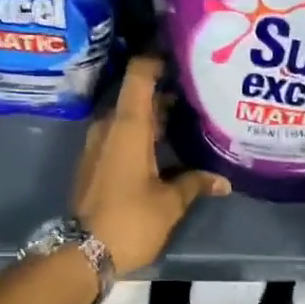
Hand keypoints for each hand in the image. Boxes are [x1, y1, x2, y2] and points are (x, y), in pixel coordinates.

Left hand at [74, 56, 229, 274]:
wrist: (82, 253)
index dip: (158, 57)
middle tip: (199, 86)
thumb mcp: (169, 203)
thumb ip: (195, 183)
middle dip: (166, 89)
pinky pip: (121, 134)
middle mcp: (109, 127)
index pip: (140, 75)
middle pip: (137, 95)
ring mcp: (98, 145)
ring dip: (155, 113)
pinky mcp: (95, 162)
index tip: (182, 50)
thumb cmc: (129, 220)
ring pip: (129, 117)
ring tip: (189, 113)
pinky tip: (167, 143)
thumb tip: (223, 181)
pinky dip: (143, 132)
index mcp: (128, 127)